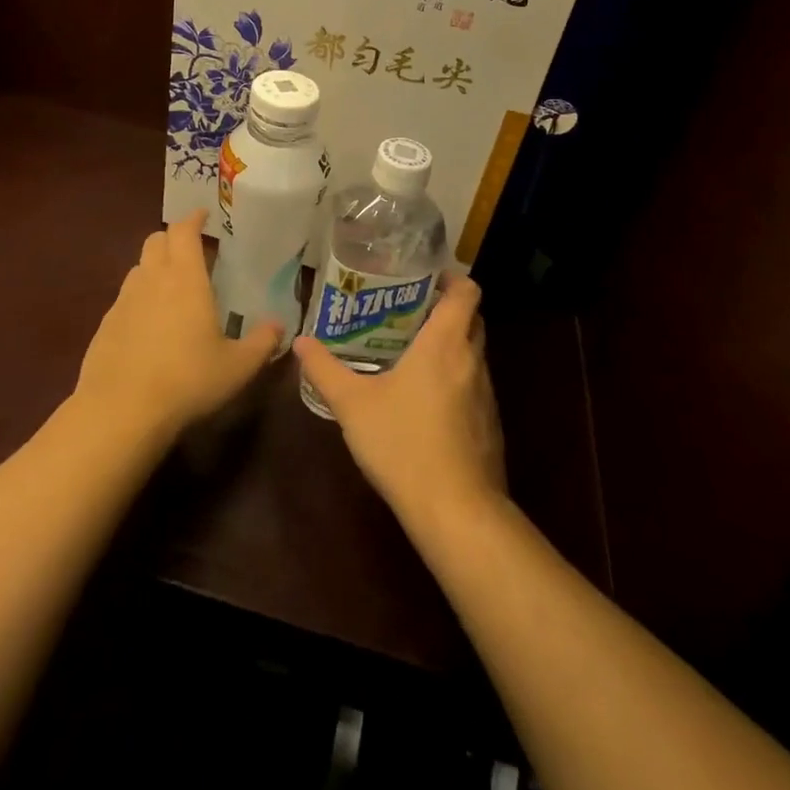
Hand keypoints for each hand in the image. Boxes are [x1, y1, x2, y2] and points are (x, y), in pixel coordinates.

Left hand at [73, 209, 283, 443]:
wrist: (121, 410)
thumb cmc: (187, 380)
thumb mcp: (237, 367)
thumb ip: (261, 342)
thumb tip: (279, 325)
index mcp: (184, 278)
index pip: (183, 230)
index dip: (193, 218)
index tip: (203, 215)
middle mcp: (151, 279)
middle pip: (156, 240)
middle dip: (173, 238)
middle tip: (192, 251)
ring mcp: (123, 300)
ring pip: (138, 267)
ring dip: (155, 266)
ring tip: (172, 287)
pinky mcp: (106, 324)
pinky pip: (125, 298)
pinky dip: (140, 298)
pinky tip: (150, 325)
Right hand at [292, 274, 505, 535]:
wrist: (457, 512)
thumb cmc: (404, 444)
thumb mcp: (352, 404)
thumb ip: (325, 369)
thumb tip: (300, 341)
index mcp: (445, 344)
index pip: (466, 291)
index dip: (450, 278)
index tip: (422, 277)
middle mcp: (472, 361)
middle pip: (471, 319)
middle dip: (445, 310)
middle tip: (406, 310)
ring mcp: (486, 395)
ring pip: (472, 354)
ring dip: (449, 346)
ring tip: (409, 351)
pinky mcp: (489, 426)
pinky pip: (473, 386)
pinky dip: (454, 379)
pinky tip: (424, 400)